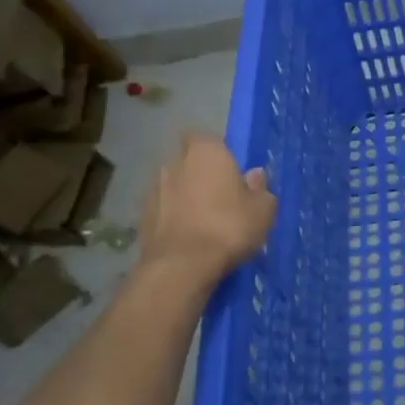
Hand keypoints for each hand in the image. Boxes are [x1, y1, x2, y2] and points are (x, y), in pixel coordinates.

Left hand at [140, 133, 276, 278]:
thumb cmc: (229, 226)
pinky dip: (173, 217)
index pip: (207, 138)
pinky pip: (164, 210)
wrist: (181, 266)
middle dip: (200, 173)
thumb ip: (260, 189)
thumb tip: (254, 175)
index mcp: (206, 151)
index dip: (218, 152)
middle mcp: (175, 162)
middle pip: (188, 161)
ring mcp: (154, 189)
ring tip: (204, 221)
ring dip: (185, 196)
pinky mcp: (142, 217)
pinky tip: (189, 237)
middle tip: (220, 196)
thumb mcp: (263, 209)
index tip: (231, 171)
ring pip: (174, 186)